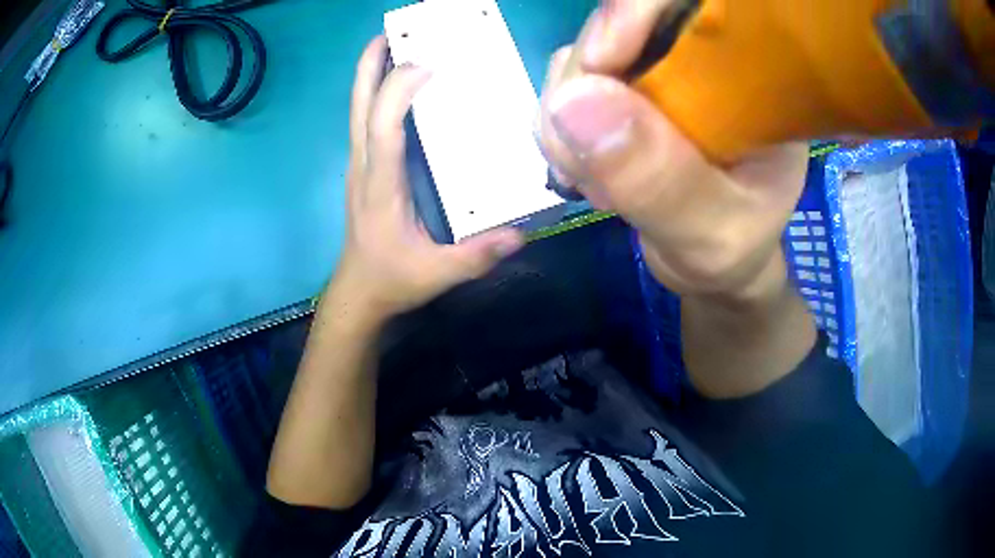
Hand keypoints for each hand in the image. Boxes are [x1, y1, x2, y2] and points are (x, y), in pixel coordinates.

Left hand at [333, 37, 523, 319]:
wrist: (359, 292)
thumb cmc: (392, 279)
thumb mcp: (436, 274)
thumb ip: (475, 257)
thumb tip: (519, 233)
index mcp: (381, 185)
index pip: (382, 128)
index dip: (398, 91)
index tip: (428, 65)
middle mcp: (365, 166)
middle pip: (359, 106)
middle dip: (370, 65)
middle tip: (392, 33)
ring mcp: (361, 165)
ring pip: (358, 110)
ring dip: (371, 74)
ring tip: (394, 44)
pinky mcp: (365, 168)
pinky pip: (367, 121)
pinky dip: (377, 94)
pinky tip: (398, 84)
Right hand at [537, 1, 807, 304]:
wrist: (710, 264)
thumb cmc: (733, 248)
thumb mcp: (711, 233)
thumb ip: (660, 179)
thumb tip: (572, 101)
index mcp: (748, 75)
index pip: (689, 4)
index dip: (636, 9)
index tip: (603, 60)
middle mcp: (697, 58)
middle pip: (614, 25)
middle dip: (585, 86)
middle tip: (593, 165)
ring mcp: (651, 71)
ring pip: (577, 57)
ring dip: (567, 122)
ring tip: (602, 187)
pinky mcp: (618, 90)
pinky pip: (563, 89)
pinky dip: (560, 133)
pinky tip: (589, 174)